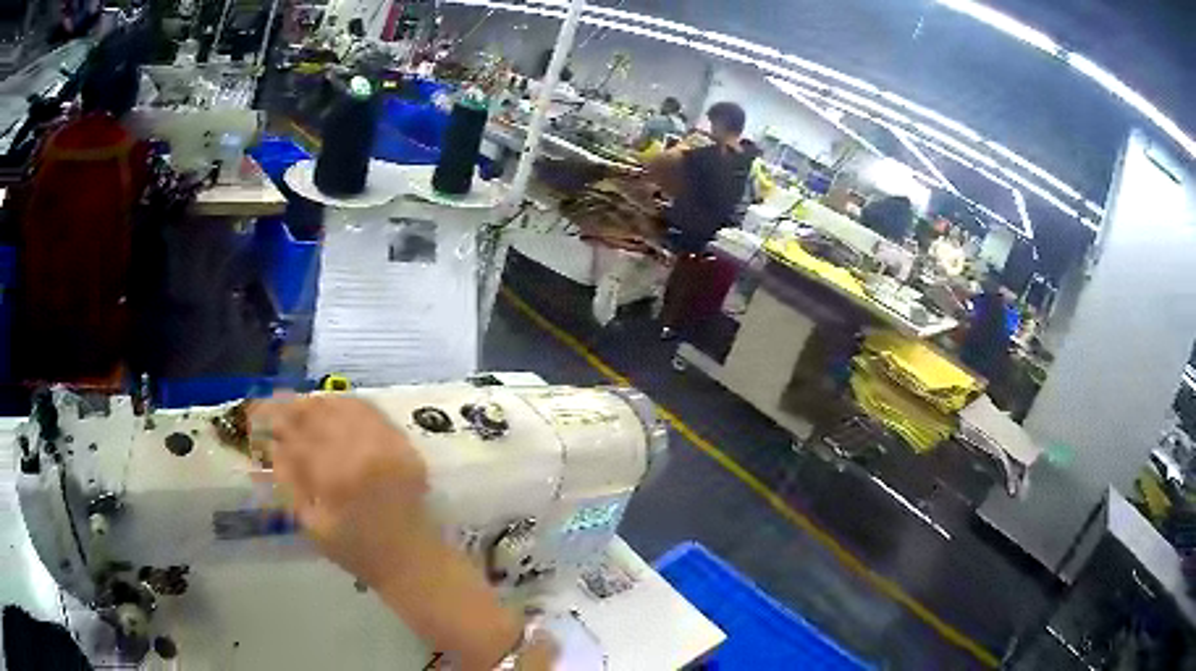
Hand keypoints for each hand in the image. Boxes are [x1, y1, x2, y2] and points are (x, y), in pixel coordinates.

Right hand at [250, 395, 430, 587]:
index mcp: (335, 477)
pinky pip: (371, 411)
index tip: (256, 413)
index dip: (273, 421)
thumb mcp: (312, 524)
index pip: (296, 435)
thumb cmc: (355, 551)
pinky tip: (332, 408)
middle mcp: (362, 452)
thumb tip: (271, 444)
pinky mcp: (404, 444)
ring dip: (317, 402)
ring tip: (299, 406)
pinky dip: (347, 405)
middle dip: (291, 406)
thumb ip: (290, 481)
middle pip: (318, 413)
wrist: (411, 559)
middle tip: (274, 404)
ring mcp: (387, 444)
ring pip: (344, 406)